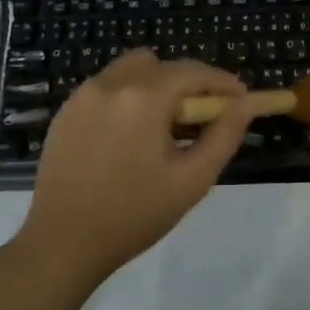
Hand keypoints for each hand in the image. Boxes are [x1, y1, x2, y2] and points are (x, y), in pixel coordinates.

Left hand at [12, 51, 252, 285]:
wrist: (62, 244)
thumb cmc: (135, 215)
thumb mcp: (192, 179)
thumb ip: (224, 135)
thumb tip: (247, 104)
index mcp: (144, 98)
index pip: (193, 72)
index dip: (223, 82)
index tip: (242, 100)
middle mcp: (111, 84)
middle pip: (161, 64)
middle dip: (188, 83)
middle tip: (201, 118)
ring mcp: (82, 96)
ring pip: (131, 70)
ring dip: (156, 86)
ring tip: (164, 127)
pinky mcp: (65, 112)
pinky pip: (106, 88)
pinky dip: (128, 98)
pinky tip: (131, 136)